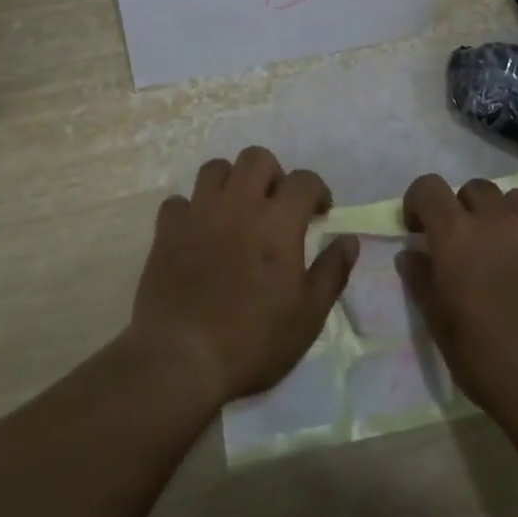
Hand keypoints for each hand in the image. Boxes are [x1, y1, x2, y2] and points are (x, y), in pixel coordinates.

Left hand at [128, 146, 357, 407]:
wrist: (181, 358)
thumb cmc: (253, 340)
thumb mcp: (308, 316)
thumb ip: (332, 271)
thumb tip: (350, 239)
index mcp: (278, 221)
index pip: (304, 180)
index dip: (317, 190)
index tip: (320, 212)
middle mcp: (239, 203)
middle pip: (257, 158)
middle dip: (272, 174)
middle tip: (276, 206)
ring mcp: (199, 212)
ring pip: (215, 168)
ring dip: (230, 182)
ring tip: (235, 211)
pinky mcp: (167, 229)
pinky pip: (179, 201)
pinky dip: (191, 210)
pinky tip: (197, 233)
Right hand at [398, 176, 517, 427]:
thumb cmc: (485, 359)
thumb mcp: (438, 324)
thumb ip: (420, 280)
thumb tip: (410, 254)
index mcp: (455, 235)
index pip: (429, 187)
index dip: (419, 202)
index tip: (419, 229)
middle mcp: (495, 220)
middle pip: (475, 187)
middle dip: (464, 207)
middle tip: (465, 242)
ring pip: (517, 197)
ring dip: (505, 213)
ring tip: (506, 244)